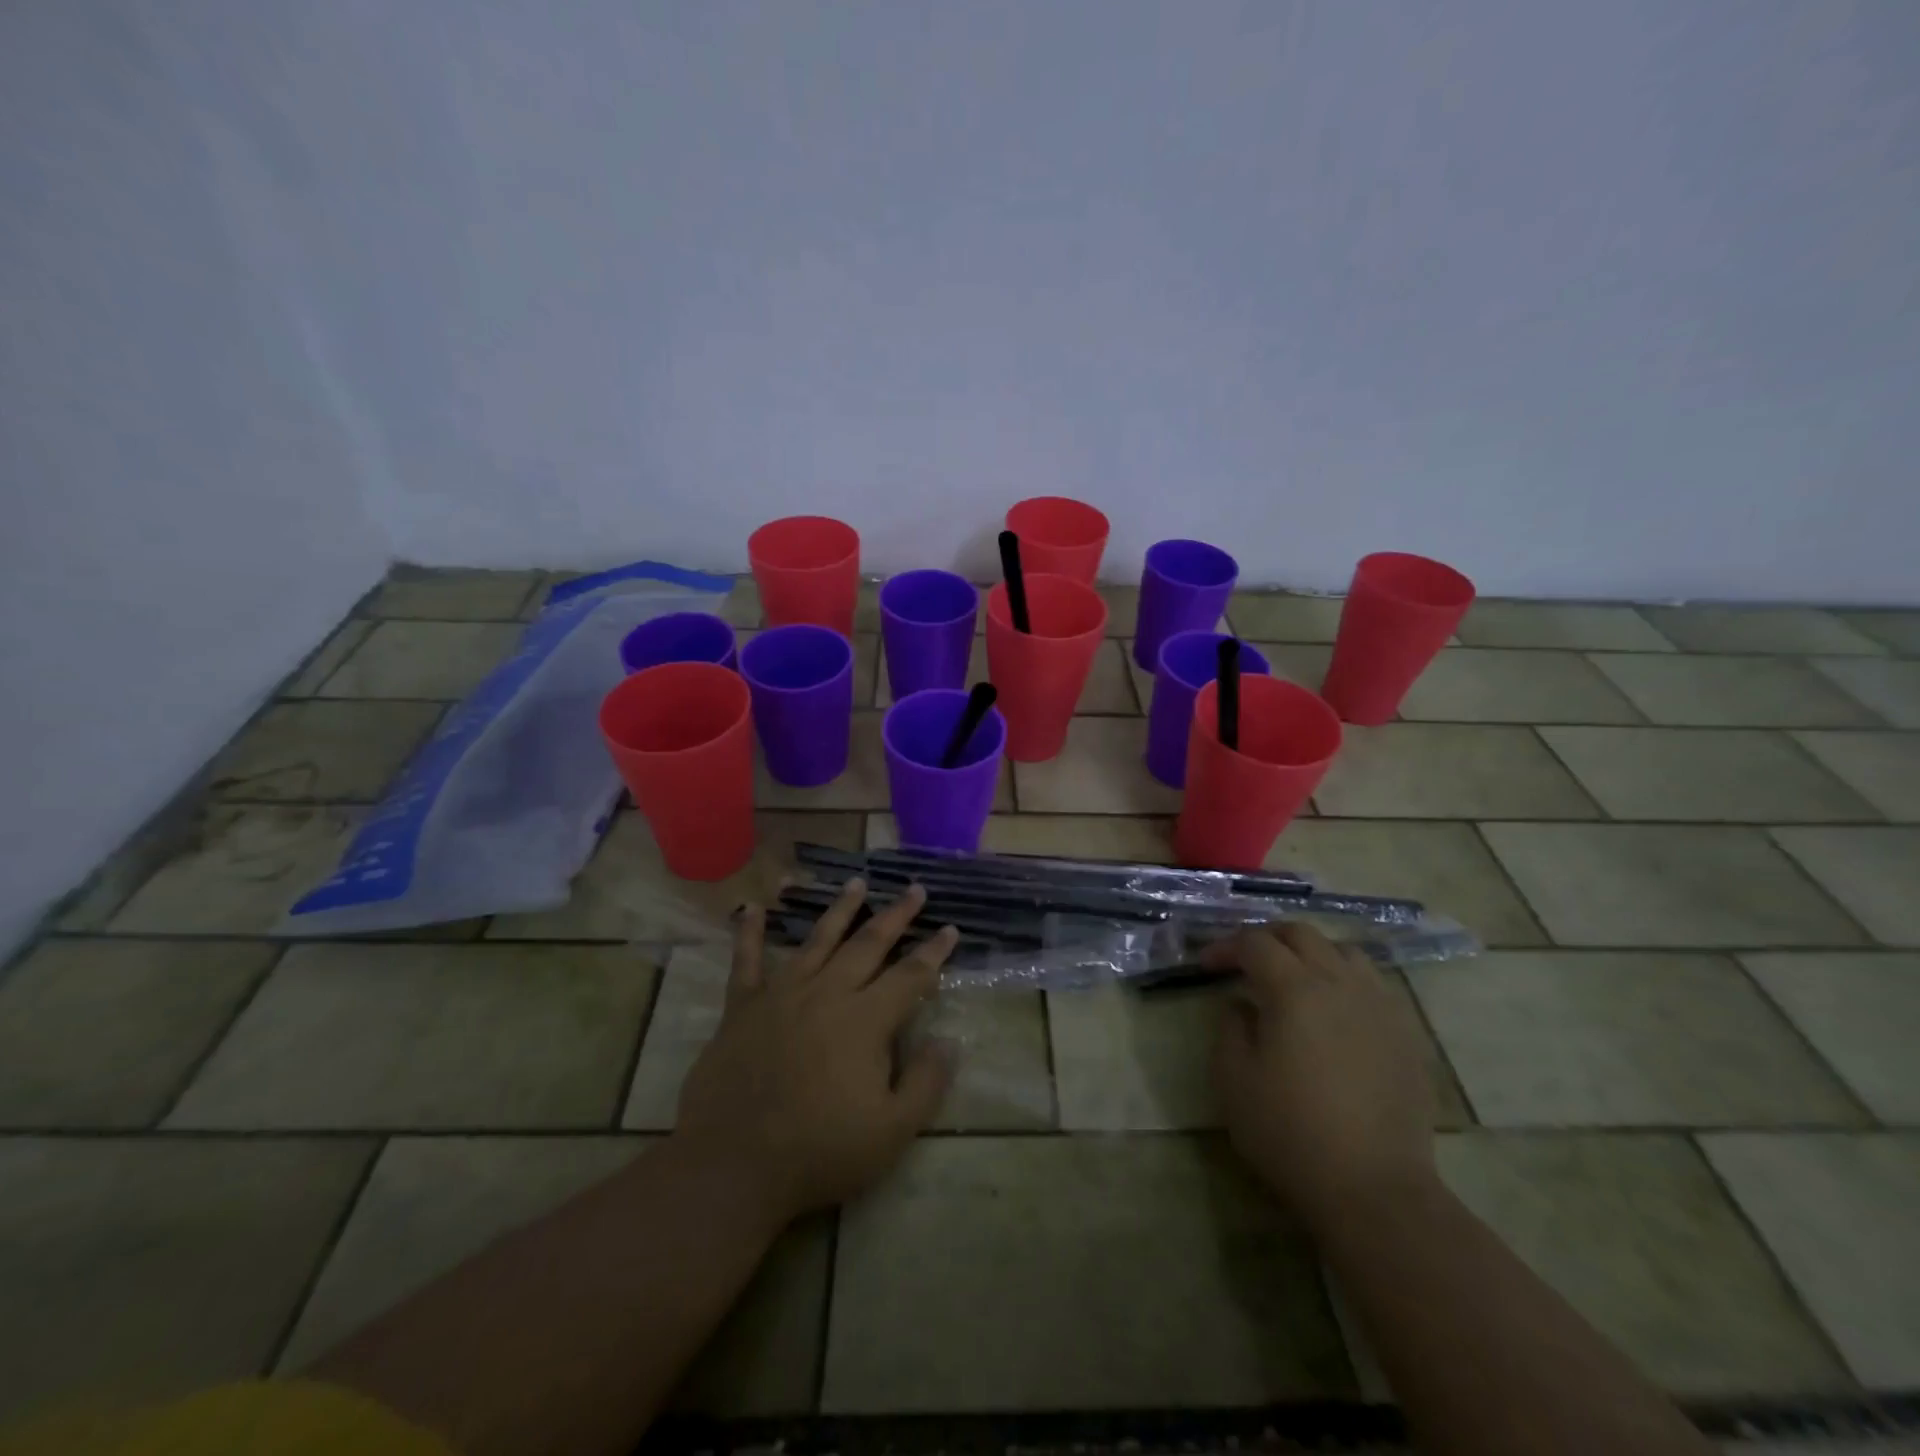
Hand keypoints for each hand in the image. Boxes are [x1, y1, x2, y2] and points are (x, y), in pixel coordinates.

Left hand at [672, 880, 956, 1226]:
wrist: (733, 1165)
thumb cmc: (819, 1151)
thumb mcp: (891, 1132)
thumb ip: (925, 1083)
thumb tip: (949, 1041)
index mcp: (865, 1020)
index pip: (910, 975)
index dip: (934, 951)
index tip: (950, 928)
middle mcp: (827, 993)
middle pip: (868, 944)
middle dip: (896, 915)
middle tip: (914, 889)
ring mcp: (782, 995)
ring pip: (818, 940)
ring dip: (840, 909)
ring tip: (857, 882)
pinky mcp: (743, 1007)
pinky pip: (746, 961)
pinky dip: (749, 933)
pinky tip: (751, 907)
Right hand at [1207, 922, 1436, 1232]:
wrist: (1374, 1189)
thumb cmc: (1290, 1132)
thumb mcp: (1233, 1079)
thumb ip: (1229, 1027)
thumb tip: (1240, 1004)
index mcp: (1294, 989)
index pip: (1254, 943)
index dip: (1226, 947)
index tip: (1206, 966)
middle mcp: (1340, 983)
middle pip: (1301, 934)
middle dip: (1267, 937)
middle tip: (1245, 960)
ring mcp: (1380, 1006)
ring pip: (1344, 952)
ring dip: (1311, 954)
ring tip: (1293, 979)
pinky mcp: (1406, 1034)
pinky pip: (1373, 985)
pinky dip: (1345, 980)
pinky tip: (1335, 1010)